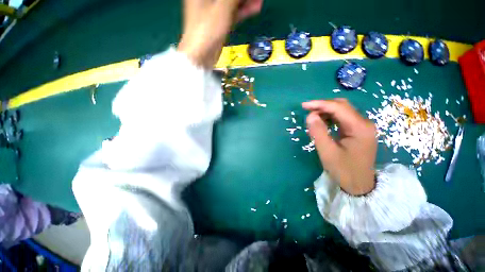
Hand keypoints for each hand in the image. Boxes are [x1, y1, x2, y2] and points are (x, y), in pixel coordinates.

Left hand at [178, 0, 262, 67]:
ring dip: (245, 2)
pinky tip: (255, 7)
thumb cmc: (207, 28)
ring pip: (232, 3)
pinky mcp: (220, 23)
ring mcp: (214, 11)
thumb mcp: (222, 8)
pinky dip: (243, 11)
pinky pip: (233, 13)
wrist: (202, 55)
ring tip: (260, 0)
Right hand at [303, 99, 376, 195]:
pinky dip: (330, 118)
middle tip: (307, 110)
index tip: (304, 106)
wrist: (359, 185)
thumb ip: (318, 132)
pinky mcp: (357, 131)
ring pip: (342, 111)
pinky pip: (342, 119)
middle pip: (342, 106)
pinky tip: (321, 123)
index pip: (339, 108)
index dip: (320, 104)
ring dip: (325, 112)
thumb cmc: (344, 170)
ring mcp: (361, 127)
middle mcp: (364, 123)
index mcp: (360, 127)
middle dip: (323, 106)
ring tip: (312, 118)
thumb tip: (310, 116)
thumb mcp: (327, 152)